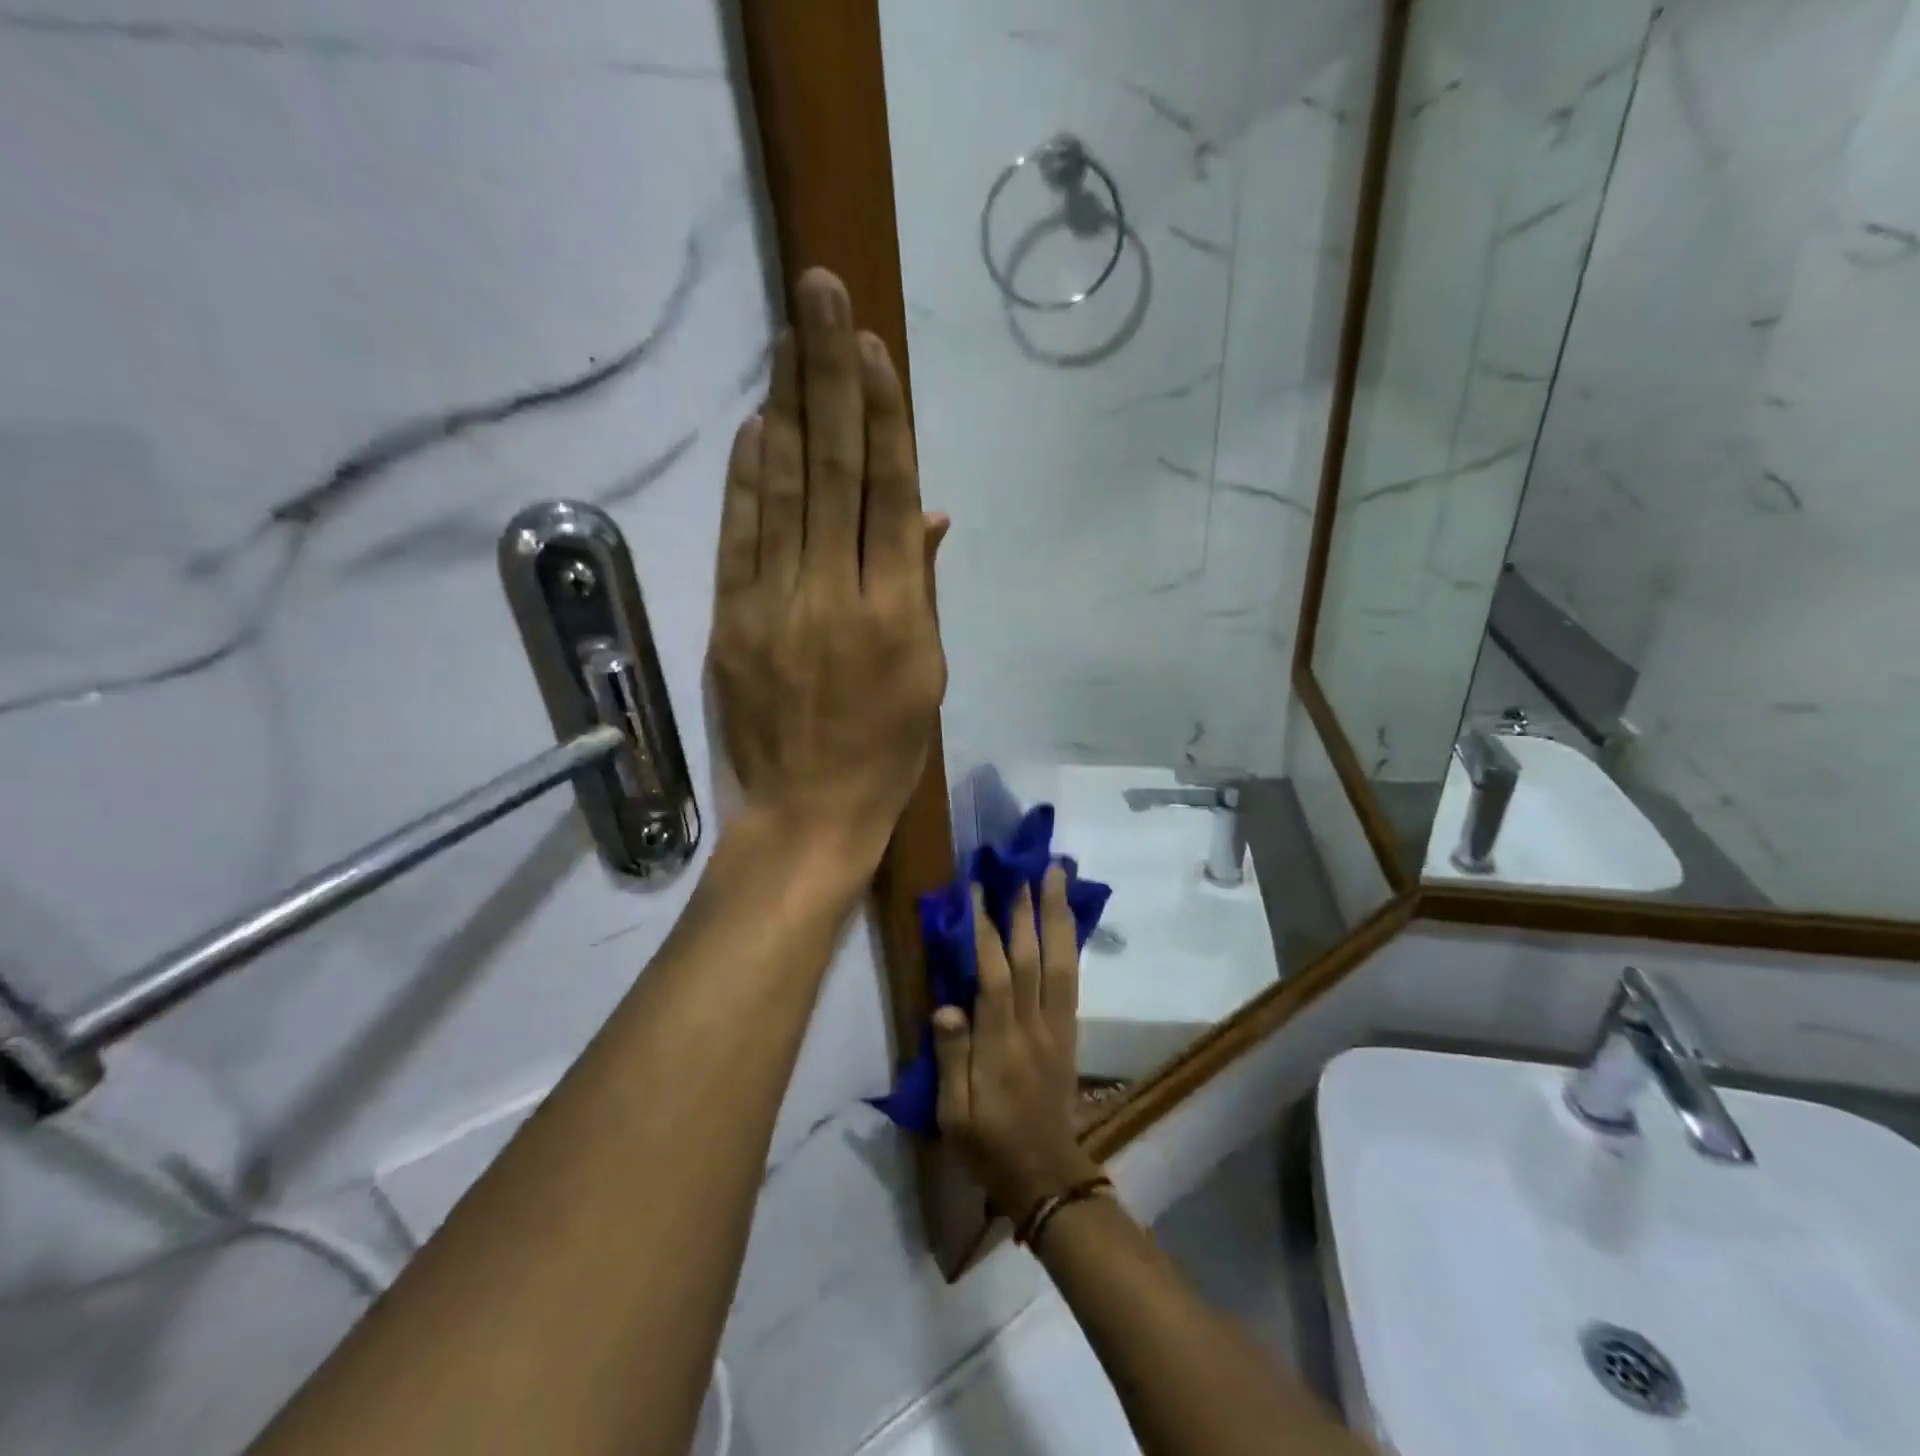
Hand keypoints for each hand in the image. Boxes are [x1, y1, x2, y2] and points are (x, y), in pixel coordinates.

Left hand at [709, 268, 947, 871]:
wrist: (808, 814)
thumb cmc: (885, 753)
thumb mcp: (927, 676)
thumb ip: (922, 588)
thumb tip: (930, 514)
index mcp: (898, 612)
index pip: (891, 495)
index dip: (885, 417)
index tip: (873, 350)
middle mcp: (838, 594)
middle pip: (836, 472)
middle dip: (831, 377)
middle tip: (822, 293)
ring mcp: (777, 604)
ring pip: (785, 490)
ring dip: (787, 406)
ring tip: (788, 334)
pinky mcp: (732, 620)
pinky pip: (740, 536)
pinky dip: (747, 477)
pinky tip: (757, 423)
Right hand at [933, 867, 1103, 1219]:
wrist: (1045, 1175)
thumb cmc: (989, 1145)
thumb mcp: (954, 1115)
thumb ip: (950, 1058)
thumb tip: (946, 1005)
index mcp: (1000, 1045)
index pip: (995, 976)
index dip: (986, 930)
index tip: (977, 890)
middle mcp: (1034, 1026)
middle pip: (1034, 958)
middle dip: (1029, 909)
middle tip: (1028, 866)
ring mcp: (1058, 1026)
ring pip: (1062, 961)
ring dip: (1059, 915)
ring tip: (1058, 876)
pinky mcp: (1070, 1030)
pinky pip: (1072, 977)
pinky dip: (1070, 942)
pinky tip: (1067, 919)